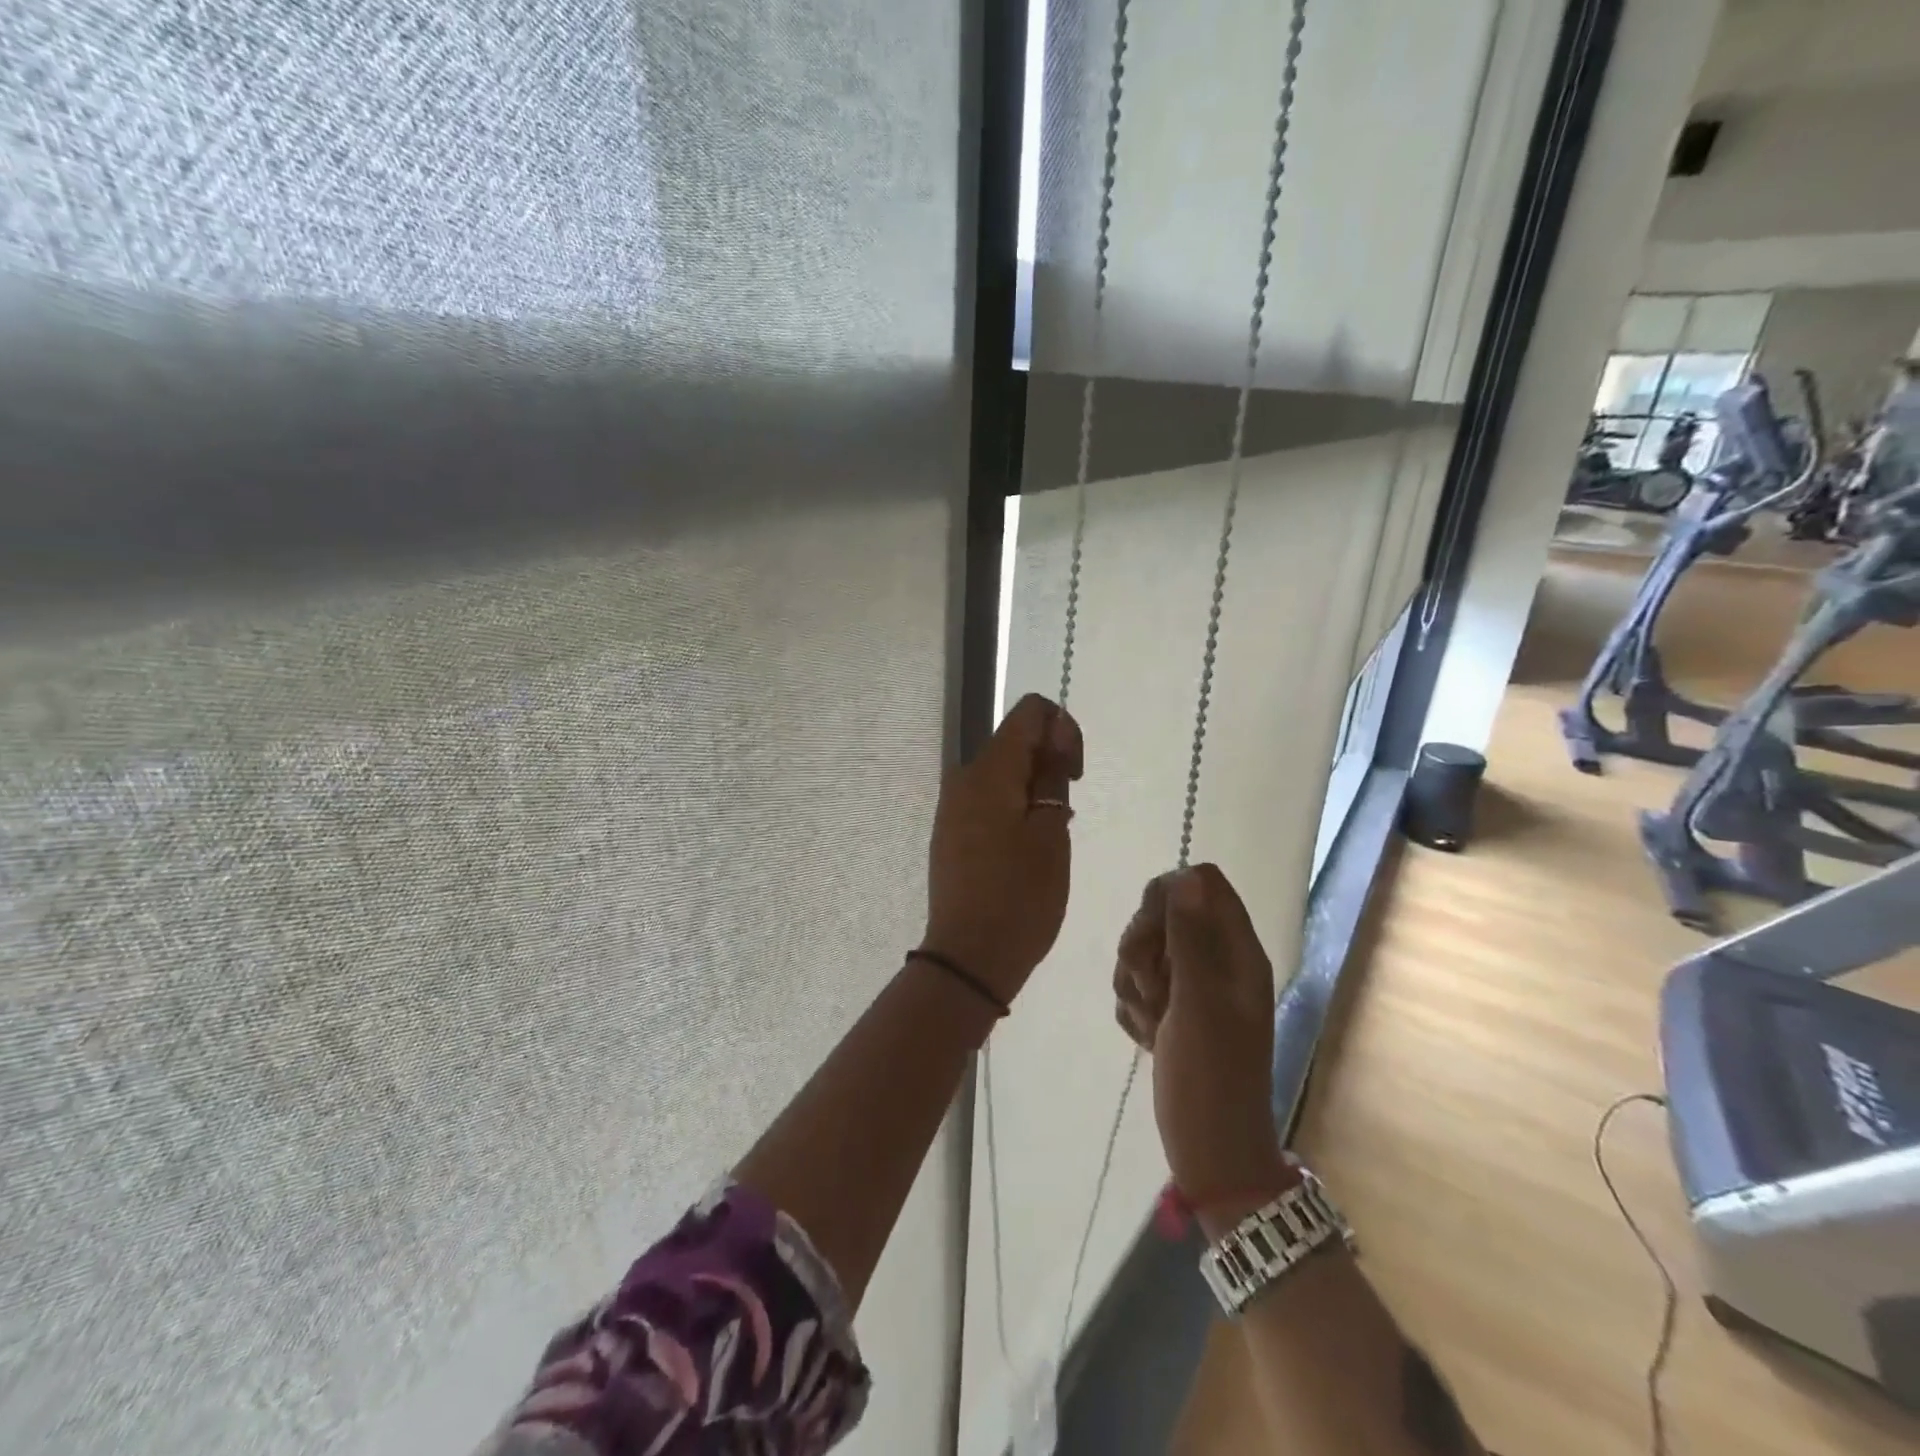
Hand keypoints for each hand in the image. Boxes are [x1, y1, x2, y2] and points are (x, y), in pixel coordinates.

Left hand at [921, 694, 1083, 1004]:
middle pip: (1015, 741)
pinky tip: (1027, 847)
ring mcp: (952, 805)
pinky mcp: (951, 831)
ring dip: (1034, 789)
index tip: (1074, 774)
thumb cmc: (1020, 896)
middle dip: (1049, 762)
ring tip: (1050, 837)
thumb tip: (1054, 738)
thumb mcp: (1051, 834)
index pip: (1029, 712)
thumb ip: (1053, 776)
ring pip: (1003, 772)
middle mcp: (963, 777)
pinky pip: (989, 799)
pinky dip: (1015, 807)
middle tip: (1066, 814)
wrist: (969, 958)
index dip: (1063, 729)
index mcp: (988, 770)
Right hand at [1114, 864, 1288, 1201]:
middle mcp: (1217, 961)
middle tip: (1152, 990)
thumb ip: (1191, 939)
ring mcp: (1192, 986)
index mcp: (1237, 951)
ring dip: (1135, 983)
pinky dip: (1134, 1008)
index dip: (1167, 897)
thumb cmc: (1211, 1079)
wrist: (1210, 1152)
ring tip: (1154, 1024)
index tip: (1152, 936)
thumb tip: (1186, 877)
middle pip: (1164, 912)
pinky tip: (1148, 1038)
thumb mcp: (1199, 1005)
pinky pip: (1135, 985)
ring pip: (1143, 949)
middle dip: (1142, 946)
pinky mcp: (1170, 1009)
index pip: (1201, 883)